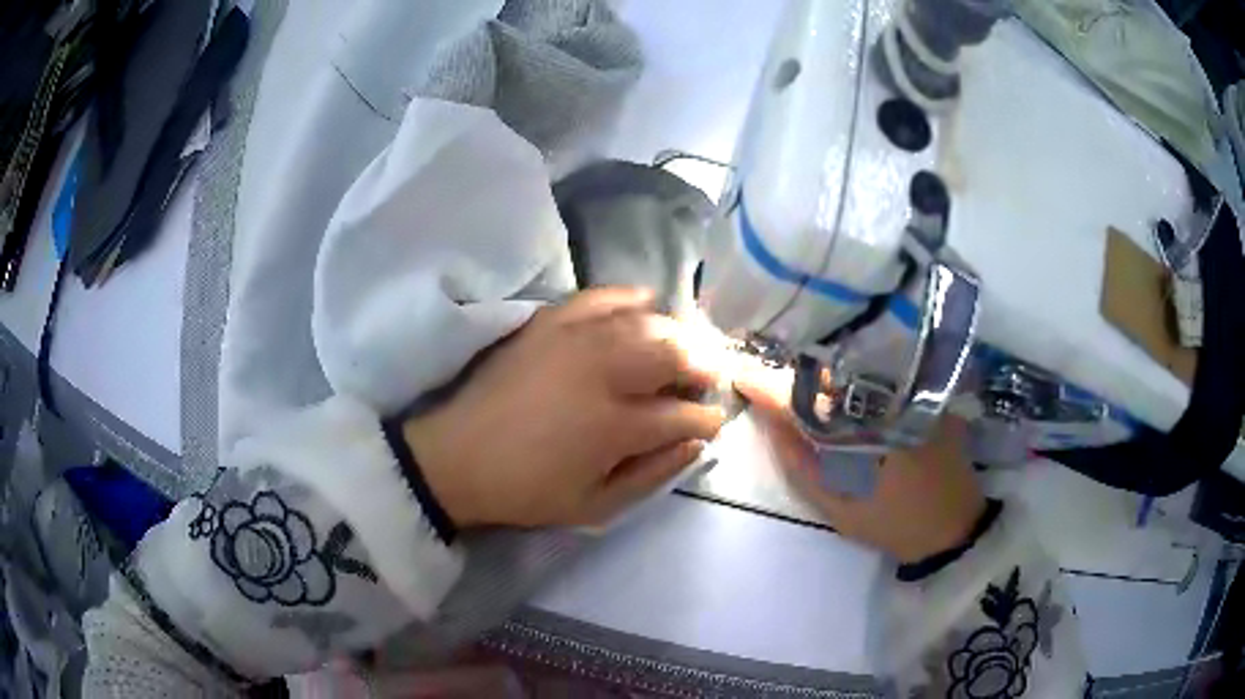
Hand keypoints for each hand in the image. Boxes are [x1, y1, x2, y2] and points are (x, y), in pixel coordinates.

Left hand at [404, 288, 730, 528]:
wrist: (458, 459)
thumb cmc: (528, 490)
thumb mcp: (595, 507)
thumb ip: (653, 476)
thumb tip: (696, 444)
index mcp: (615, 427)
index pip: (684, 414)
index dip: (707, 419)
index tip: (711, 423)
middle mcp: (603, 373)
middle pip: (675, 354)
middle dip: (702, 367)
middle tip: (705, 380)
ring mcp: (575, 340)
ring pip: (647, 322)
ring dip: (677, 335)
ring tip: (682, 350)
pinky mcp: (550, 322)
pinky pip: (602, 296)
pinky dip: (630, 298)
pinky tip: (645, 305)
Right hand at [735, 363, 986, 562]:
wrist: (953, 526)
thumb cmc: (891, 523)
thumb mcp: (836, 508)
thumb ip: (800, 465)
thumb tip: (771, 423)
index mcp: (858, 434)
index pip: (802, 399)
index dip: (767, 385)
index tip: (740, 376)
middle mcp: (884, 403)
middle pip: (828, 376)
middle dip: (793, 375)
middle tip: (769, 381)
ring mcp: (909, 395)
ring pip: (855, 372)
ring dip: (823, 376)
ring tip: (800, 383)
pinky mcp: (927, 395)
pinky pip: (882, 377)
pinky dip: (856, 379)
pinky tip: (845, 390)